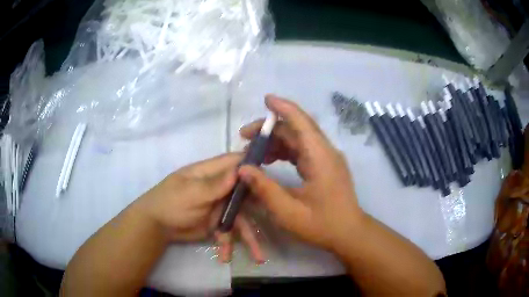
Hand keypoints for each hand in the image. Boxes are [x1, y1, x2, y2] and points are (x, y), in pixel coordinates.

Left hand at [135, 153, 263, 262]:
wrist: (156, 226)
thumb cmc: (170, 202)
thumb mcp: (191, 193)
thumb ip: (215, 184)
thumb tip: (239, 169)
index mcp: (211, 173)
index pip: (236, 163)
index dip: (254, 167)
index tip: (272, 175)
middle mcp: (220, 188)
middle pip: (245, 193)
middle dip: (260, 208)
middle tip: (279, 220)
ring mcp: (219, 207)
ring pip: (240, 219)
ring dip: (248, 237)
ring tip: (258, 257)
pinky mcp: (217, 223)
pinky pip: (228, 233)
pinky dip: (228, 245)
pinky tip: (225, 257)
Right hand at [238, 95, 364, 251]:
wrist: (349, 233)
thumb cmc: (322, 225)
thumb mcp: (289, 212)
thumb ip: (264, 188)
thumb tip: (242, 168)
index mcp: (320, 157)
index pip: (301, 122)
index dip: (283, 107)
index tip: (265, 99)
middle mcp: (325, 151)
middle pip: (296, 129)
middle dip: (270, 129)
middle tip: (245, 138)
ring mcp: (327, 158)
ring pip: (299, 139)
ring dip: (276, 141)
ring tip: (253, 152)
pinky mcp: (325, 165)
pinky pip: (303, 150)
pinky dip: (285, 151)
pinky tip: (270, 160)